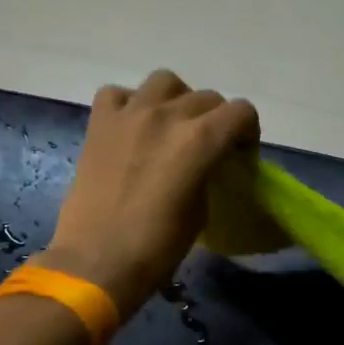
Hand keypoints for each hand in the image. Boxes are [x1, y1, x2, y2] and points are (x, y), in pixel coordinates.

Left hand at [44, 70, 258, 317]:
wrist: (96, 261)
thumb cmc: (156, 248)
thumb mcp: (200, 212)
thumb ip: (207, 174)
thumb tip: (203, 165)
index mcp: (200, 140)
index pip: (241, 112)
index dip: (247, 133)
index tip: (239, 156)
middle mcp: (167, 115)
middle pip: (207, 97)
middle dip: (216, 120)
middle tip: (208, 149)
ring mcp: (129, 114)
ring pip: (165, 82)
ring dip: (176, 100)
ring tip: (171, 127)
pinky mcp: (98, 123)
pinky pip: (118, 93)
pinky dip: (130, 104)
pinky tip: (132, 127)